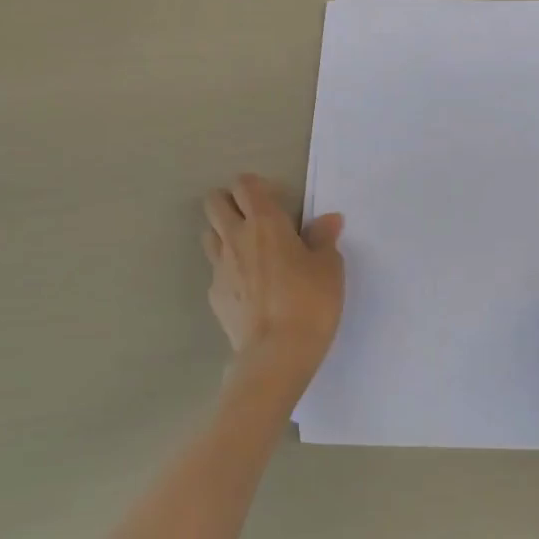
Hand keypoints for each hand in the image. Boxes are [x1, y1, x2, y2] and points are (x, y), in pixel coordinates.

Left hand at [202, 174, 344, 379]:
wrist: (276, 353)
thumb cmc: (310, 302)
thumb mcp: (330, 267)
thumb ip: (324, 238)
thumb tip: (328, 219)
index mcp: (265, 222)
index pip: (245, 185)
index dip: (256, 186)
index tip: (275, 199)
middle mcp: (236, 237)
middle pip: (214, 202)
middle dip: (230, 202)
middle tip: (255, 219)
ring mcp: (220, 267)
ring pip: (209, 234)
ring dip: (224, 234)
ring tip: (249, 251)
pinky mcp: (214, 295)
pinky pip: (216, 270)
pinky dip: (228, 270)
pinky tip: (248, 288)